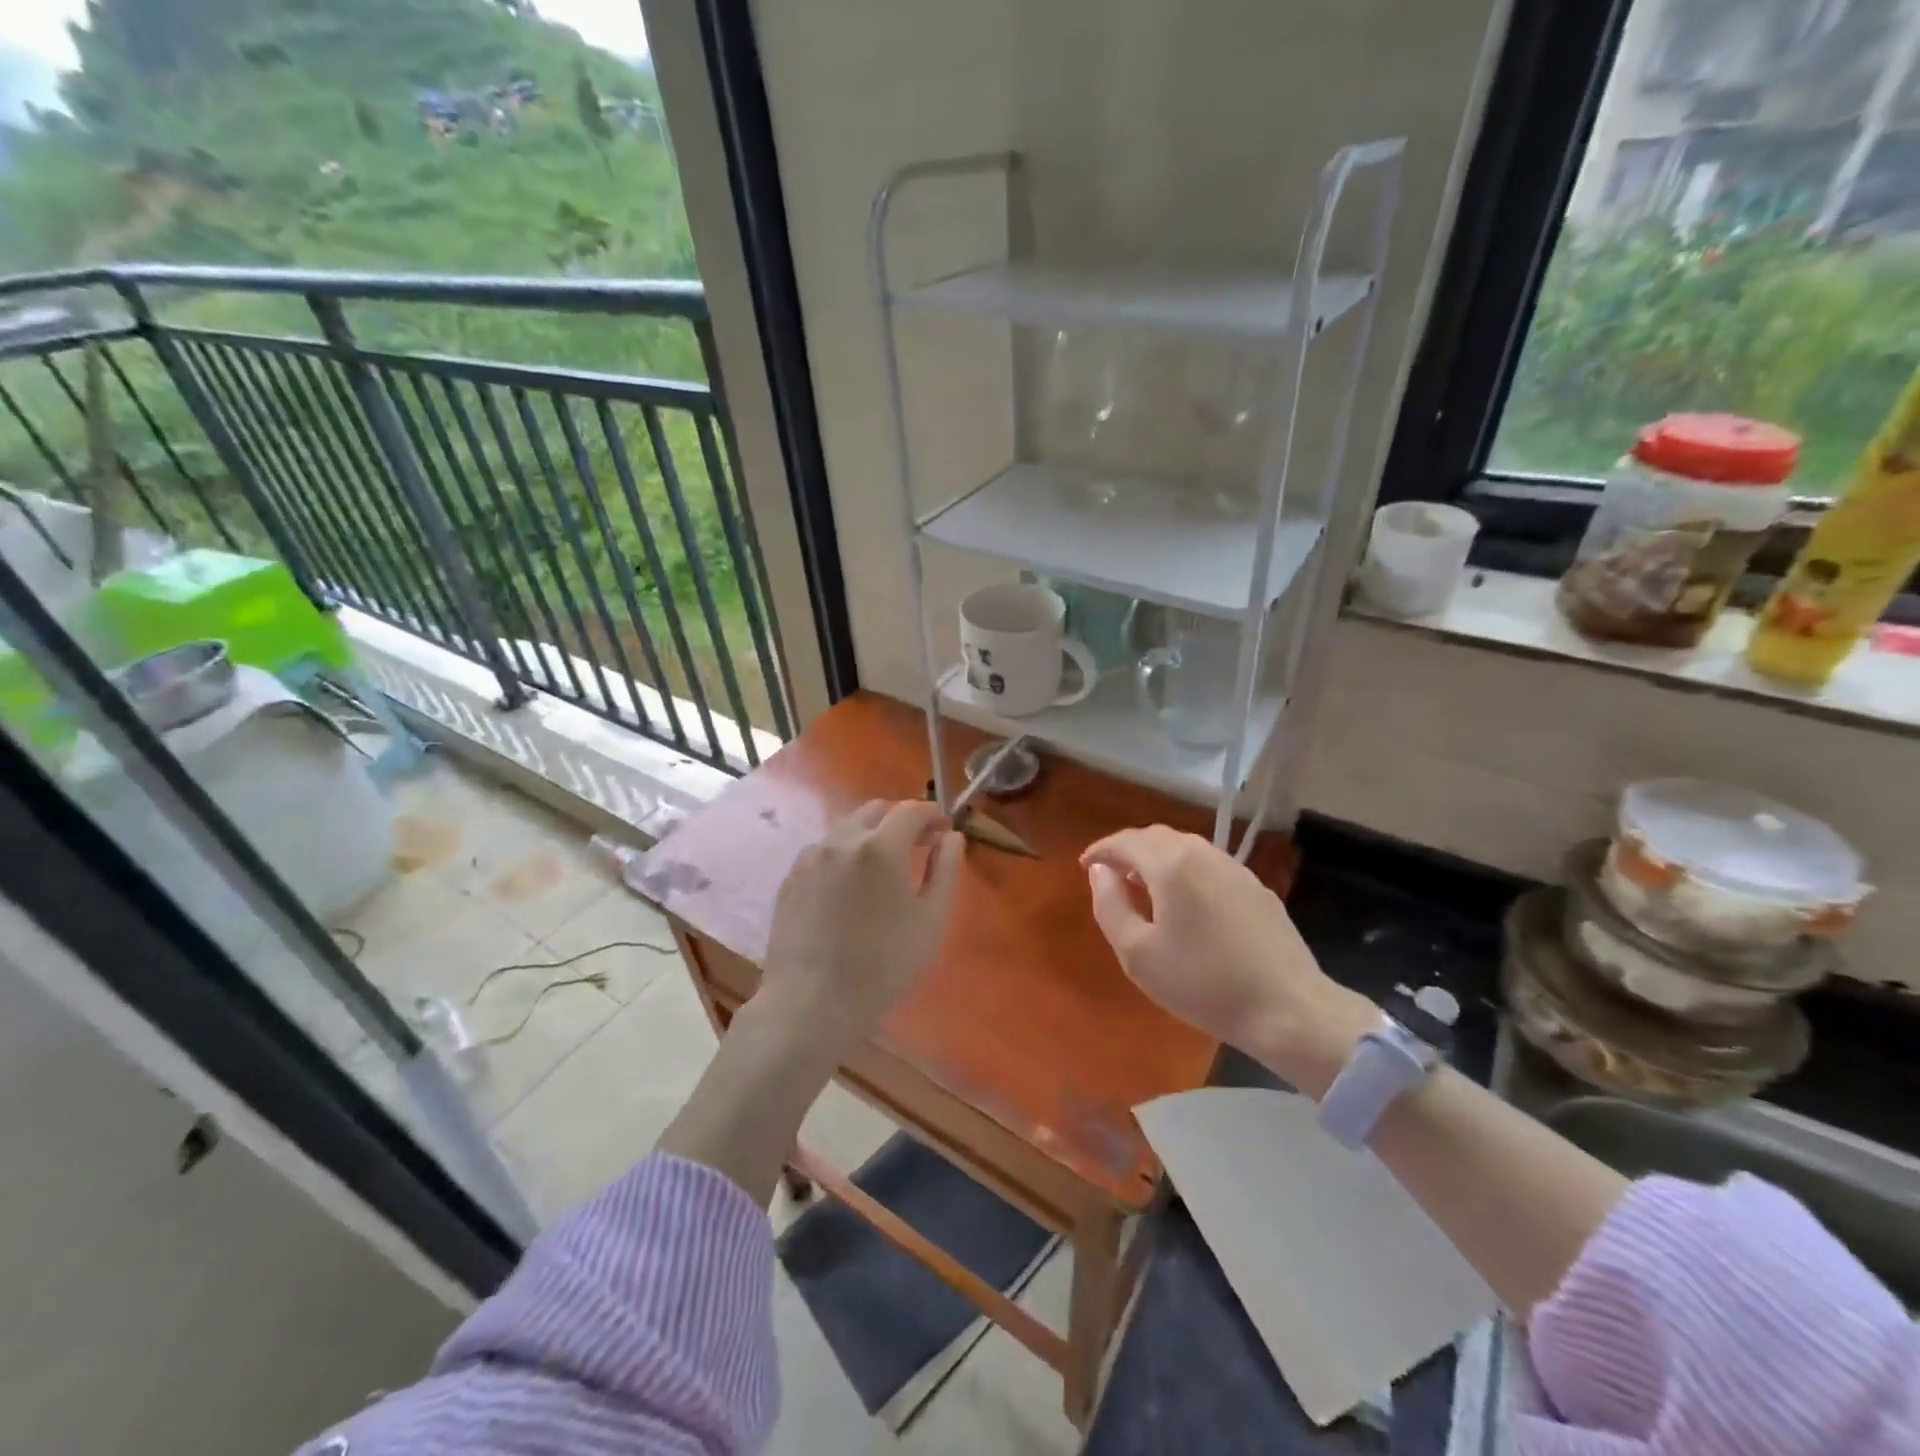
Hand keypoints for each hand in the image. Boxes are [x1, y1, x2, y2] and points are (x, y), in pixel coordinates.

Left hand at [760, 799, 963, 1057]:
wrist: (811, 1003)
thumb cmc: (883, 966)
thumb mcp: (931, 920)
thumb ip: (946, 870)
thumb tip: (951, 837)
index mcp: (880, 846)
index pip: (912, 810)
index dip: (933, 815)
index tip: (944, 831)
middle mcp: (842, 840)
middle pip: (876, 810)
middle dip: (901, 820)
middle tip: (918, 845)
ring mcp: (811, 857)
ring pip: (847, 828)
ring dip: (871, 835)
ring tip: (883, 868)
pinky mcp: (791, 878)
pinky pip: (824, 851)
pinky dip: (844, 855)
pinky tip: (850, 888)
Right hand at [1081, 826, 1374, 1093]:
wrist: (1288, 1009)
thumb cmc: (1202, 984)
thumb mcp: (1138, 953)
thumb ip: (1110, 905)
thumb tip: (1100, 871)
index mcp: (1171, 864)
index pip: (1125, 842)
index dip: (1100, 850)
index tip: (1083, 866)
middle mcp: (1203, 854)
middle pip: (1156, 837)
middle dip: (1128, 850)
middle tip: (1110, 875)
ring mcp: (1235, 868)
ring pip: (1186, 847)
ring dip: (1157, 858)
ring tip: (1143, 887)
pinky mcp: (1256, 888)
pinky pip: (1209, 864)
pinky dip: (1184, 870)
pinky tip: (1185, 901)